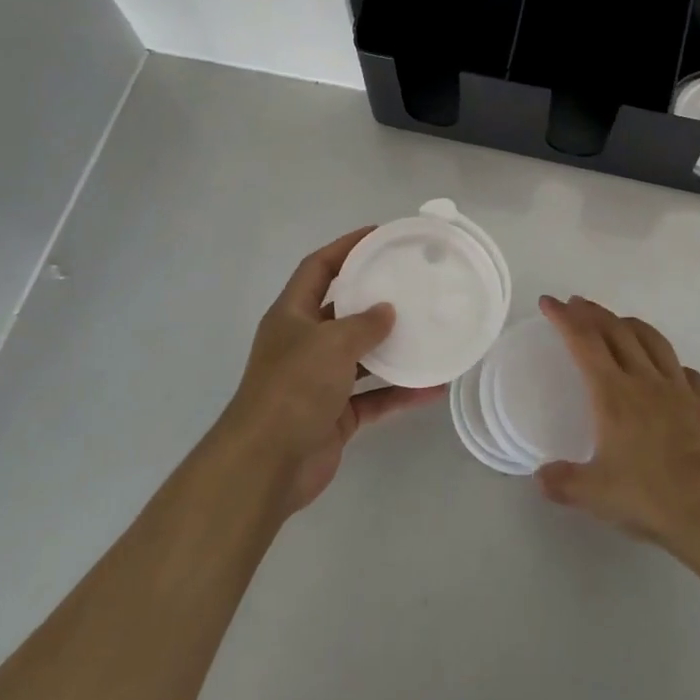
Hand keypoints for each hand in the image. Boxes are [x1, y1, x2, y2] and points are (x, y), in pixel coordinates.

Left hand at [220, 227, 442, 514]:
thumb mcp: (332, 343)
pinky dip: (398, 392)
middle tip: (412, 284)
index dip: (345, 248)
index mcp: (292, 315)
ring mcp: (319, 381)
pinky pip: (373, 396)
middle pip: (342, 311)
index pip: (318, 268)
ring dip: (392, 348)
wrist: (267, 464)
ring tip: (429, 331)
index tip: (378, 235)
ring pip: (361, 356)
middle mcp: (304, 343)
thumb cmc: (294, 388)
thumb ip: (364, 324)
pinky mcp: (335, 415)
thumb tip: (387, 311)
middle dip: (374, 299)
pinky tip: (432, 387)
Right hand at [534, 295, 699, 557]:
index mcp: (613, 393)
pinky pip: (686, 372)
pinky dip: (671, 362)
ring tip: (619, 321)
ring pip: (653, 341)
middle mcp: (644, 380)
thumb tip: (539, 477)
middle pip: (616, 332)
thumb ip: (563, 482)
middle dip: (593, 313)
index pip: (583, 342)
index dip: (564, 318)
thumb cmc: (649, 496)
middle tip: (577, 304)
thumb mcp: (594, 495)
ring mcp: (678, 390)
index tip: (549, 302)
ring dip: (631, 324)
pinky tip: (669, 369)